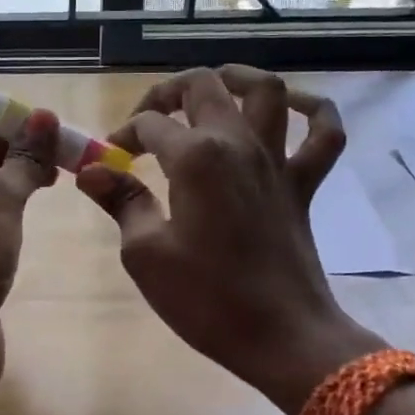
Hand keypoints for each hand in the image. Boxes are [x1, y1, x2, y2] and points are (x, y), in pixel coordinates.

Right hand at [76, 67, 381, 414]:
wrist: (282, 337)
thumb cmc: (206, 299)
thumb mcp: (146, 254)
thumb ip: (121, 202)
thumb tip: (91, 171)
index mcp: (196, 158)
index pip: (149, 125)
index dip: (122, 137)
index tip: (108, 163)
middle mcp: (238, 144)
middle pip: (203, 87)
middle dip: (167, 92)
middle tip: (147, 118)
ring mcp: (277, 161)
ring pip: (265, 91)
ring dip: (236, 78)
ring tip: (212, 86)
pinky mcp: (303, 184)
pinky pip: (323, 134)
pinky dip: (312, 109)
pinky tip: (289, 107)